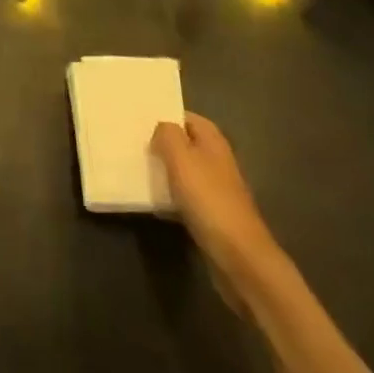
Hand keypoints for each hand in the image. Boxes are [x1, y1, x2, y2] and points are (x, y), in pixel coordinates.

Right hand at [152, 114, 285, 300]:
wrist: (239, 257)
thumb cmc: (208, 199)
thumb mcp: (181, 158)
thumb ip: (168, 135)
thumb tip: (161, 128)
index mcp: (213, 142)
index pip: (188, 117)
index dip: (166, 115)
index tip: (139, 120)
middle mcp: (217, 161)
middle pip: (186, 143)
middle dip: (162, 143)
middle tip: (134, 143)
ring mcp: (217, 189)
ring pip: (184, 170)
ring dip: (164, 169)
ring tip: (137, 167)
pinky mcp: (212, 214)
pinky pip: (185, 195)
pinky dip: (170, 195)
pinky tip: (153, 201)